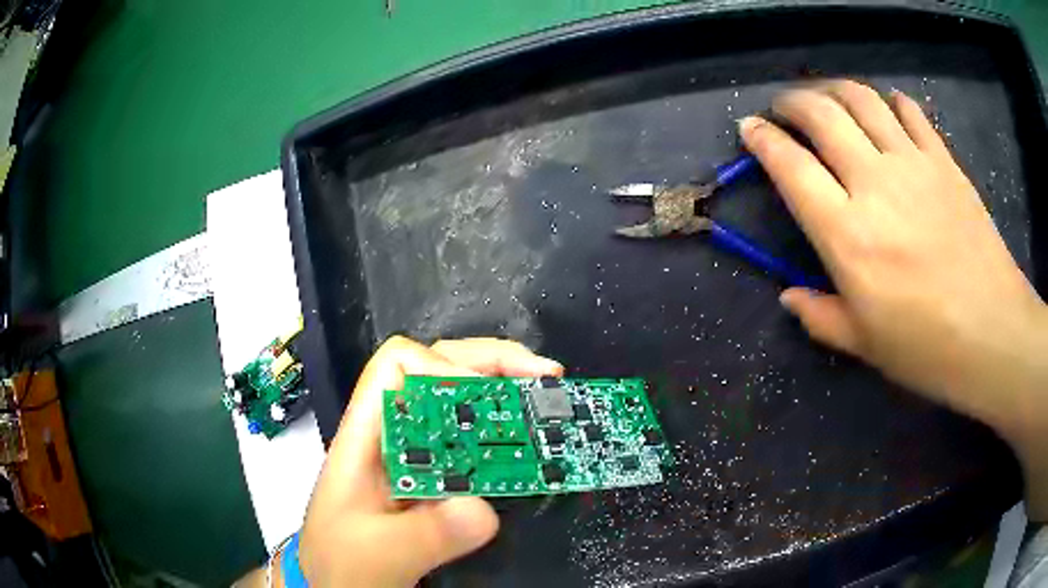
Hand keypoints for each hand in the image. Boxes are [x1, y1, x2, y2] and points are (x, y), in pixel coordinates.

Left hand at [293, 336, 562, 586]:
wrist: (335, 585)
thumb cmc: (341, 564)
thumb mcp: (380, 554)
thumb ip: (427, 535)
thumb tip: (482, 509)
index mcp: (366, 437)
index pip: (397, 366)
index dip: (443, 367)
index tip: (487, 398)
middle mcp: (392, 434)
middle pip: (437, 368)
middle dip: (493, 364)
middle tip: (545, 376)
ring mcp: (414, 454)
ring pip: (457, 399)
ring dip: (503, 388)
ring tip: (545, 396)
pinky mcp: (433, 478)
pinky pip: (470, 440)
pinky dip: (503, 431)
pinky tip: (529, 441)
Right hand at [739, 81, 1047, 516]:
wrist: (994, 334)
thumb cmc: (927, 349)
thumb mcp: (865, 346)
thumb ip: (820, 317)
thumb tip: (789, 297)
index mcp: (847, 236)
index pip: (791, 167)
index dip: (763, 140)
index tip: (750, 129)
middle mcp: (875, 184)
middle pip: (821, 114)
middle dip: (791, 102)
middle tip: (783, 108)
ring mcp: (913, 165)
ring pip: (861, 99)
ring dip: (833, 89)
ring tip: (825, 97)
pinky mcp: (943, 161)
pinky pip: (909, 112)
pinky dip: (890, 102)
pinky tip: (886, 108)